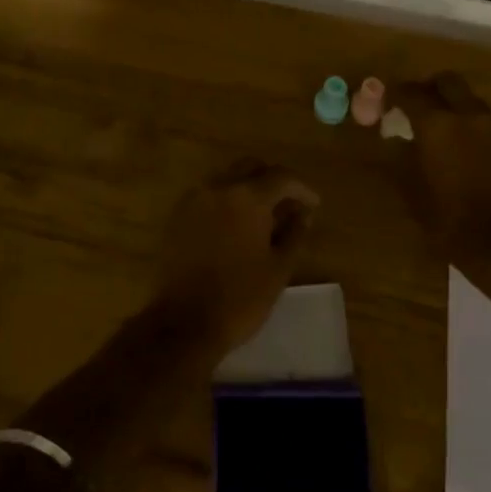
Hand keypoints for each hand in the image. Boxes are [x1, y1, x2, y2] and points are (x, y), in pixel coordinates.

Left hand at [152, 159, 317, 354]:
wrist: (183, 324)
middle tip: (287, 205)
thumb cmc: (239, 298)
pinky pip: (208, 195)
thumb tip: (303, 214)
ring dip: (247, 189)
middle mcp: (218, 187)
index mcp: (247, 196)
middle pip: (250, 167)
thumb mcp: (278, 269)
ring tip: (262, 217)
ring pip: (226, 178)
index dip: (301, 189)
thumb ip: (294, 235)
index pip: (281, 177)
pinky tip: (235, 226)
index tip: (313, 205)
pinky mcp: (177, 216)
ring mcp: (193, 199)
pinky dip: (226, 201)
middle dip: (272, 181)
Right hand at [392, 72, 490, 258]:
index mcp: (437, 123)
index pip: (410, 92)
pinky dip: (467, 123)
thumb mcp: (411, 187)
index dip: (394, 93)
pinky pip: (482, 120)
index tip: (384, 102)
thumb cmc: (447, 218)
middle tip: (414, 105)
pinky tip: (458, 146)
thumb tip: (395, 138)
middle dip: (428, 88)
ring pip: (468, 98)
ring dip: (451, 104)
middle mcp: (467, 115)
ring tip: (436, 127)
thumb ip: (401, 154)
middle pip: (447, 81)